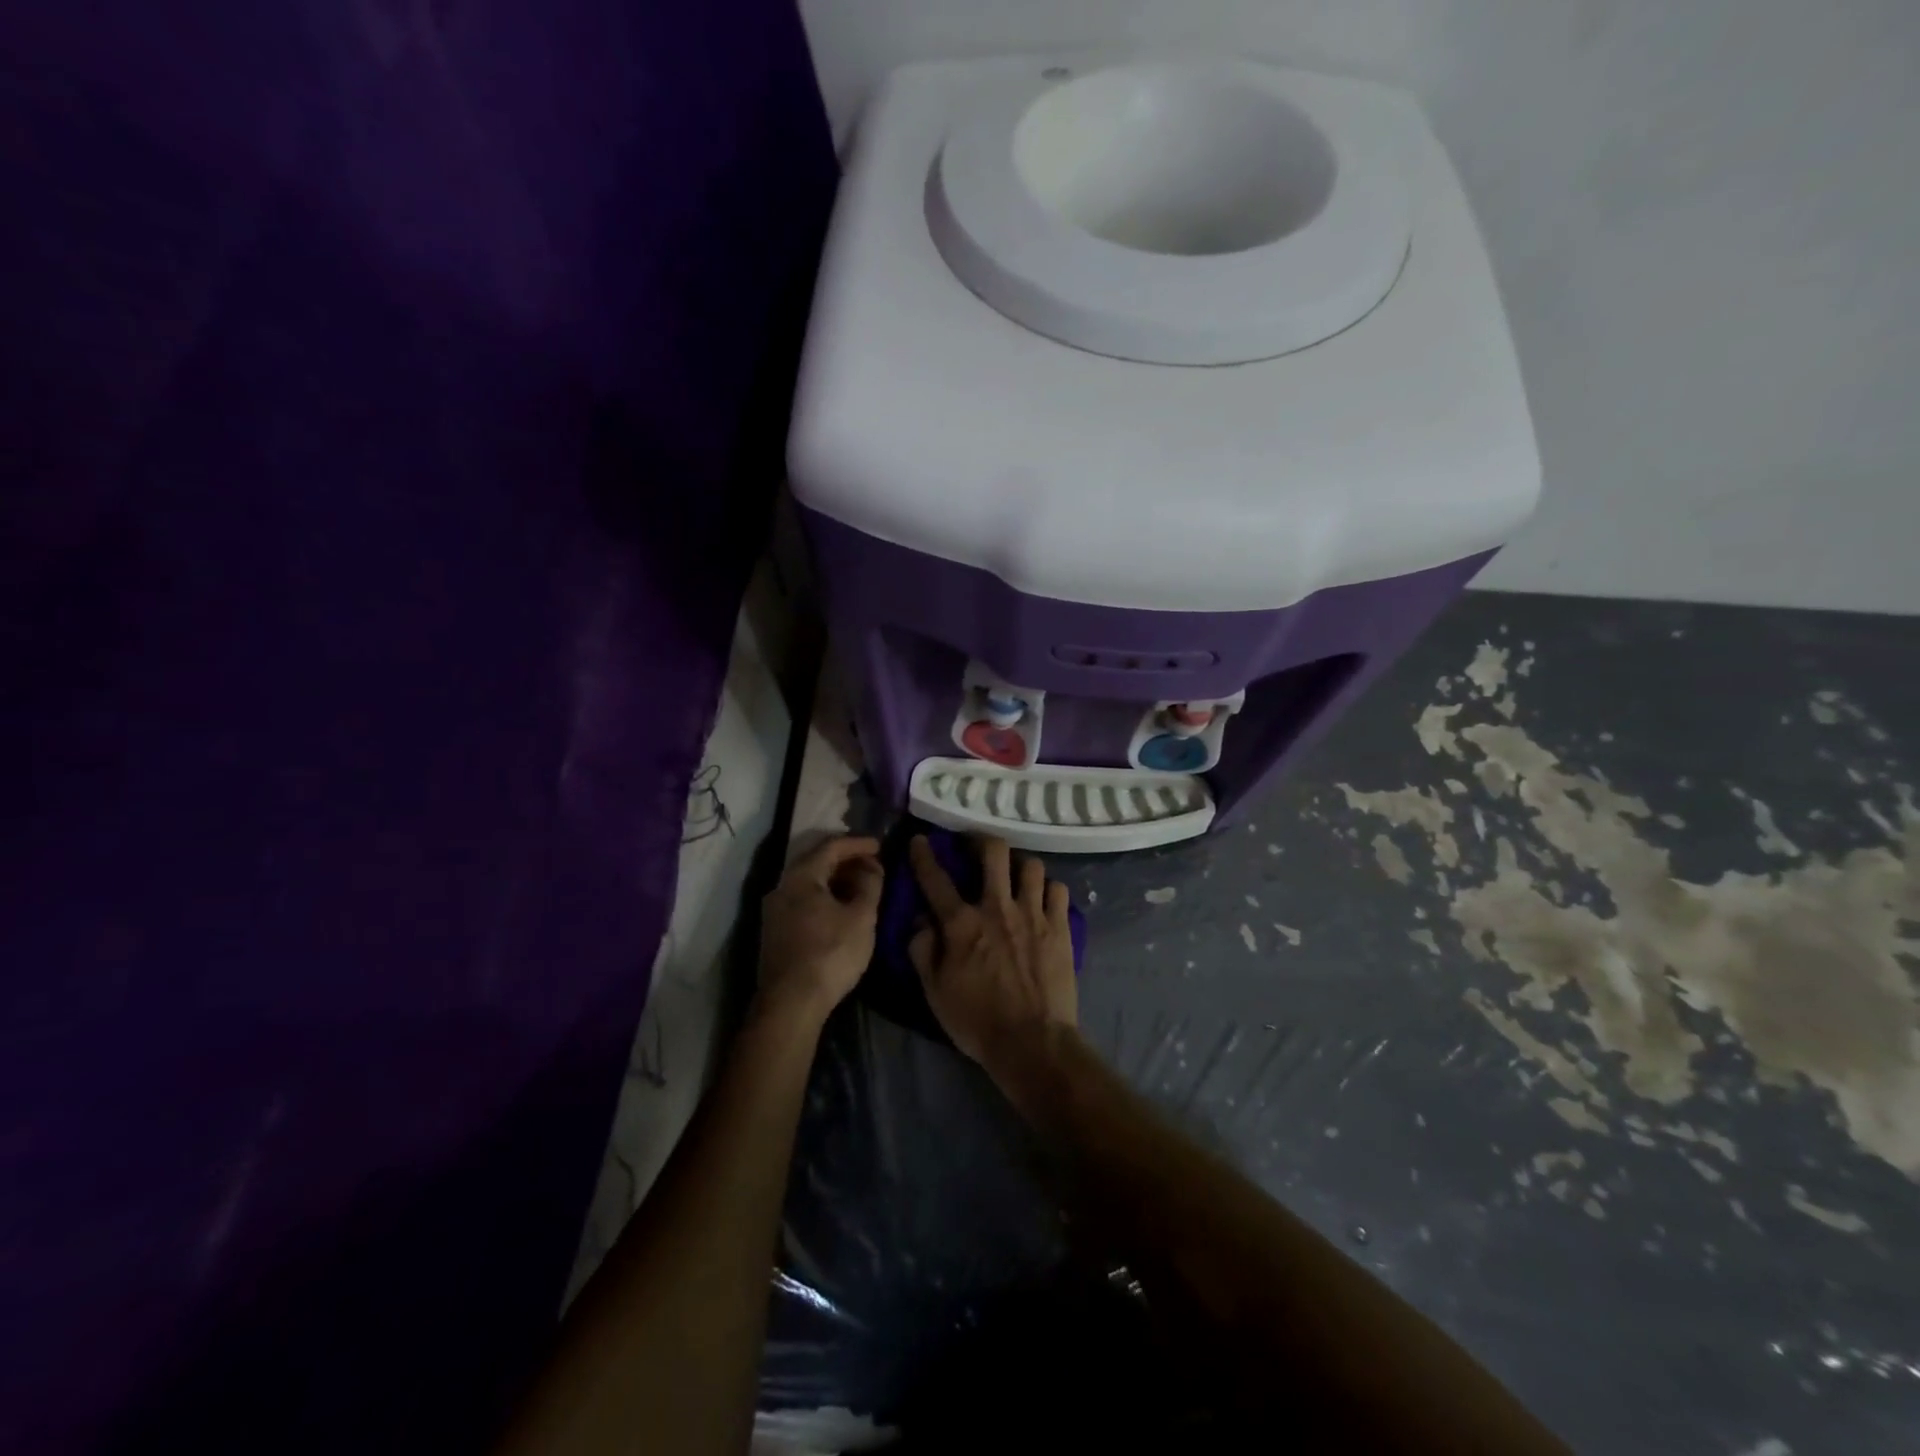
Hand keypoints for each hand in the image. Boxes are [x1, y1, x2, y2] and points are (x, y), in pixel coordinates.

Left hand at [758, 836, 883, 1024]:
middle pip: (816, 861)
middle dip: (846, 860)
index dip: (858, 843)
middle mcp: (781, 886)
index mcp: (801, 876)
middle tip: (872, 865)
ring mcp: (774, 910)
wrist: (790, 1004)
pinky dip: (824, 896)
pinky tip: (841, 909)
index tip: (880, 846)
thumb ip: (870, 884)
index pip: (831, 846)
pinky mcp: (775, 931)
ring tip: (861, 887)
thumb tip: (871, 866)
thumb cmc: (830, 953)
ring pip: (808, 882)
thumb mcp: (861, 917)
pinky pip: (803, 900)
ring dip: (835, 880)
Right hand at [907, 835, 1077, 1074]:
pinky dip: (1049, 889)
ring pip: (1031, 865)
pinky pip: (1058, 890)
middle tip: (976, 846)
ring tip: (1014, 875)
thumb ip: (923, 950)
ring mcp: (1033, 914)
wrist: (1032, 1042)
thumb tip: (920, 920)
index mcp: (962, 923)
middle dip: (981, 840)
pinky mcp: (1060, 927)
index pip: (936, 879)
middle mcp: (997, 908)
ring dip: (1019, 866)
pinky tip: (1043, 898)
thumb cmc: (977, 1020)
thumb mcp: (935, 991)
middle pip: (993, 852)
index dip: (924, 855)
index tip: (920, 840)